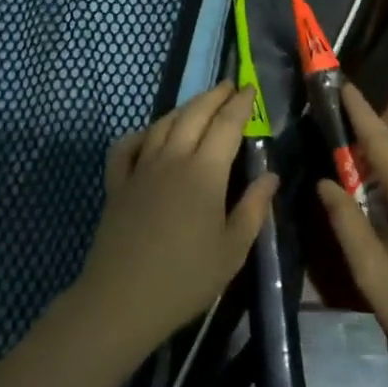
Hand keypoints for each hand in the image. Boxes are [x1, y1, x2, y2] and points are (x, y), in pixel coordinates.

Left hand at [70, 82, 277, 358]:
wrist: (122, 300)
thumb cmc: (186, 278)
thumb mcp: (233, 249)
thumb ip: (253, 208)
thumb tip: (270, 176)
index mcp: (204, 172)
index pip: (226, 125)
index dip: (240, 104)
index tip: (250, 89)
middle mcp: (172, 159)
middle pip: (194, 115)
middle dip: (214, 96)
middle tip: (229, 86)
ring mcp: (140, 169)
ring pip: (163, 124)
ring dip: (184, 108)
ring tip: (199, 104)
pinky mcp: (117, 184)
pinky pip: (127, 146)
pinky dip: (141, 132)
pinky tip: (150, 134)